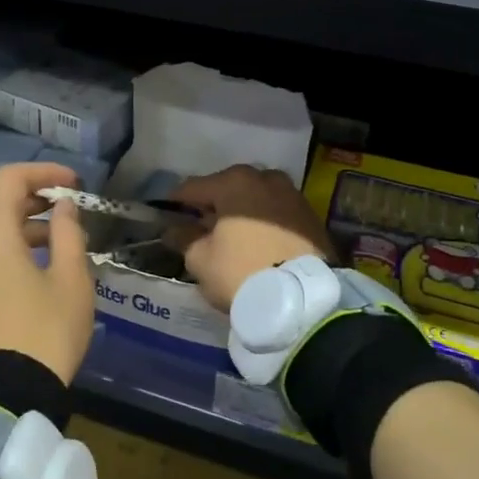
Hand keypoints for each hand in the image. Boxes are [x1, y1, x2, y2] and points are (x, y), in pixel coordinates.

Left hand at [0, 162, 94, 383]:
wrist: (3, 397)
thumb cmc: (45, 332)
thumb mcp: (71, 280)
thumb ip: (68, 233)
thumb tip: (63, 208)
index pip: (11, 179)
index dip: (45, 173)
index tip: (74, 185)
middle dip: (37, 202)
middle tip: (71, 212)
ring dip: (24, 229)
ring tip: (61, 246)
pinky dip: (9, 251)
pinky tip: (37, 269)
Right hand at [170, 165, 333, 312]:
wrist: (303, 299)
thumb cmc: (242, 272)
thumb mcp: (201, 259)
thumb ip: (184, 239)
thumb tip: (175, 230)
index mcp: (233, 182)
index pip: (193, 188)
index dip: (176, 203)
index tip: (167, 216)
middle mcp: (264, 178)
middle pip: (227, 188)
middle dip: (213, 206)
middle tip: (201, 229)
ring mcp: (292, 195)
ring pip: (256, 198)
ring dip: (242, 212)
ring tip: (233, 237)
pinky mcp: (311, 215)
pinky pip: (277, 213)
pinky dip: (265, 222)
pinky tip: (258, 243)